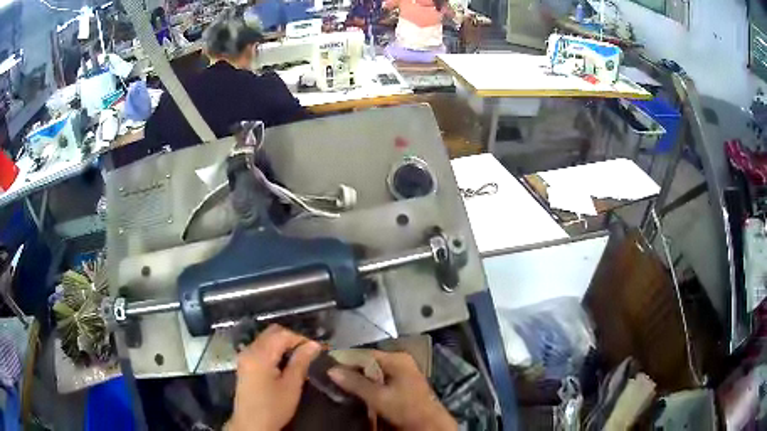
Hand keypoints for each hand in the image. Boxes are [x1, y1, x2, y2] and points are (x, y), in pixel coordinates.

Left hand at [226, 324, 321, 430]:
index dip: (301, 338)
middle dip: (292, 338)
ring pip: (266, 339)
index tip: (317, 348)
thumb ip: (301, 362)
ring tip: (300, 357)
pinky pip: (261, 348)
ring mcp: (244, 356)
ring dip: (283, 344)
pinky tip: (285, 363)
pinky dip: (274, 350)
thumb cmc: (273, 407)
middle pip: (271, 333)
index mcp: (260, 355)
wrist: (252, 425)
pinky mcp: (245, 364)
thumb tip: (314, 344)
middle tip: (310, 351)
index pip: (282, 334)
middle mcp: (249, 350)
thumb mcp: (291, 386)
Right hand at [328, 351, 456, 430]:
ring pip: (372, 370)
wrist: (429, 424)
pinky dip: (367, 383)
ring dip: (358, 377)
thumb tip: (331, 370)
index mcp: (396, 358)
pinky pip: (379, 378)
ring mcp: (402, 372)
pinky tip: (356, 389)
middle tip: (331, 376)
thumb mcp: (378, 397)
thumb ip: (355, 383)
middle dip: (350, 369)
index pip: (364, 353)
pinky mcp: (402, 383)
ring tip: (339, 383)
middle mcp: (399, 361)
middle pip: (368, 361)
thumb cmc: (405, 408)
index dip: (344, 359)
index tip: (326, 366)